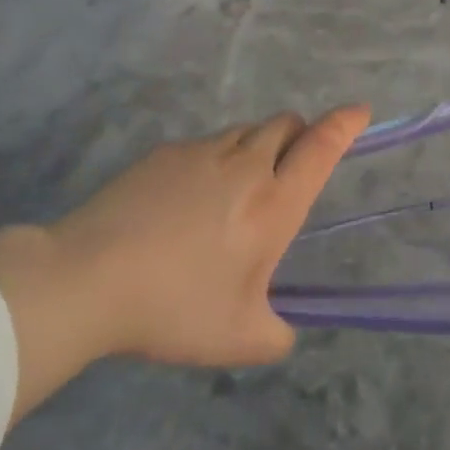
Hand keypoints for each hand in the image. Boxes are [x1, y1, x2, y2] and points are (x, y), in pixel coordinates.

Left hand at [0, 106, 368, 424]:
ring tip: (235, 190)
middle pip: (287, 124)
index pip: (322, 147)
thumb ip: (276, 333)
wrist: (88, 277)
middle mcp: (246, 165)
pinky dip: (214, 159)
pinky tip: (186, 198)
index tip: (361, 111)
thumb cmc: (174, 307)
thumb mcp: (237, 338)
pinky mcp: (166, 152)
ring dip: (256, 147)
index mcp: (274, 203)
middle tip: (288, 168)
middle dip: (299, 135)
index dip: (345, 124)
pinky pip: (205, 144)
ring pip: (246, 131)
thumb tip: (284, 329)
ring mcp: (203, 151)